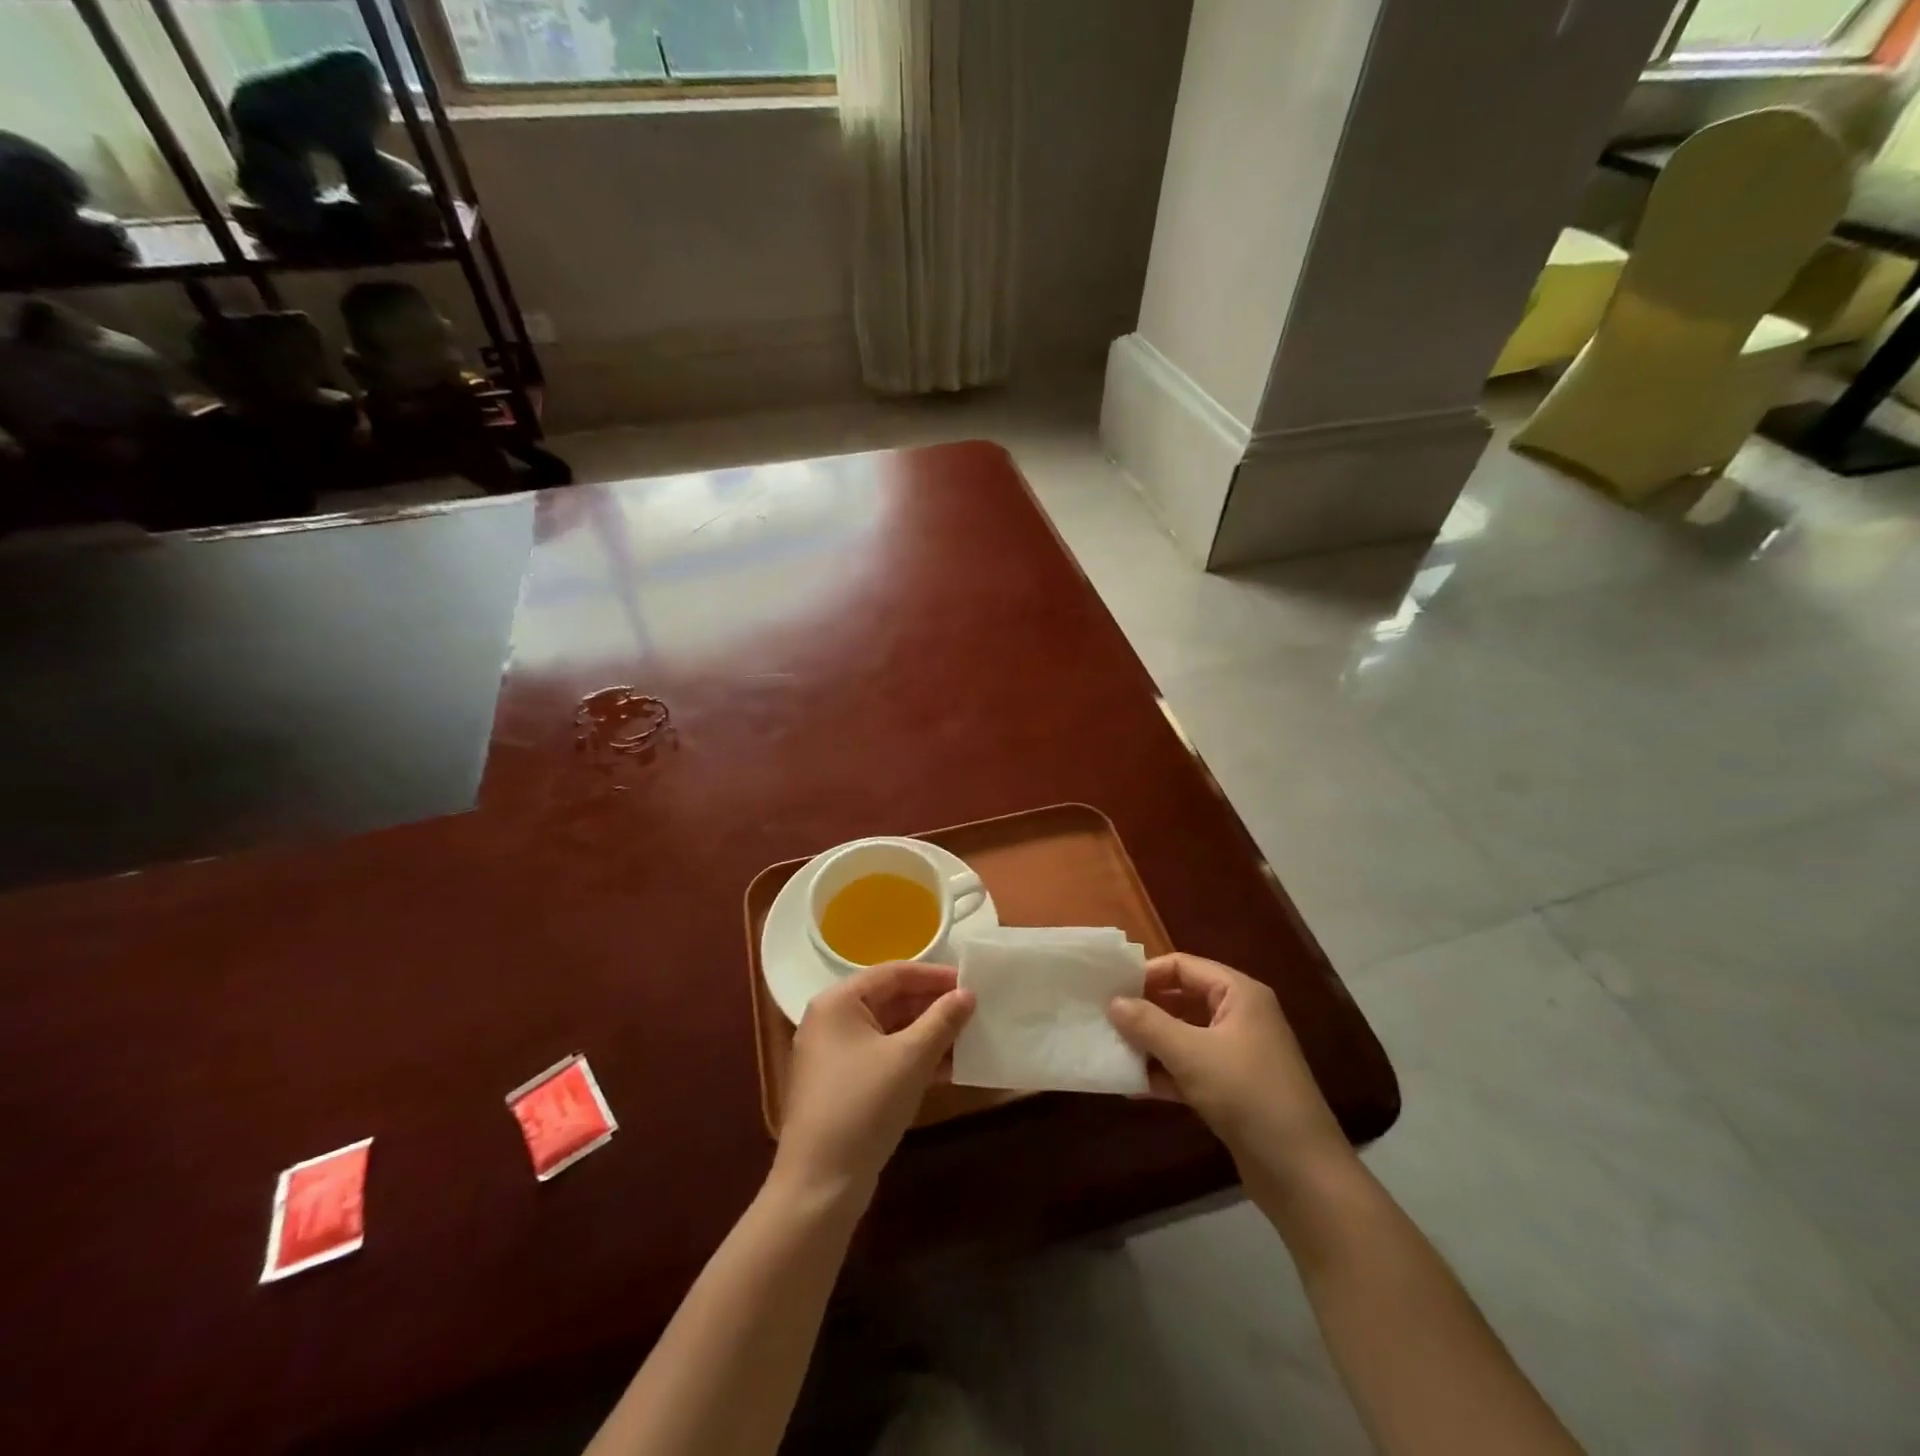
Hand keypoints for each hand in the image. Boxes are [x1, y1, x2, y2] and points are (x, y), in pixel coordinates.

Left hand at [772, 962, 974, 1205]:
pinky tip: (950, 1068)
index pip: (894, 973)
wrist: (820, 1185)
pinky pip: (885, 1057)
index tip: (971, 982)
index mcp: (839, 1002)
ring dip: (929, 1034)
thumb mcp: (910, 1058)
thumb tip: (968, 993)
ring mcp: (836, 1055)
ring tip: (970, 1037)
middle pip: (891, 1000)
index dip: (935, 976)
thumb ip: (942, 1021)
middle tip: (975, 1010)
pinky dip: (914, 1059)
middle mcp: (832, 1020)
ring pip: (891, 1031)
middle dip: (934, 1006)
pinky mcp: (844, 1085)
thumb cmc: (863, 1105)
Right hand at [1108, 953, 1347, 1179]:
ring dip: (1150, 1044)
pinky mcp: (1232, 1088)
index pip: (1183, 966)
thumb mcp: (1191, 1054)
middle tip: (1104, 1020)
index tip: (1109, 991)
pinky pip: (1190, 1068)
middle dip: (1144, 1010)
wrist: (1302, 1173)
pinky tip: (1132, 1087)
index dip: (1145, 974)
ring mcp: (1237, 1054)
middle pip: (1182, 999)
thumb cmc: (1247, 1095)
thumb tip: (1112, 1002)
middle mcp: (1239, 1016)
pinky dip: (1165, 1073)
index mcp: (1238, 994)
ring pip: (1183, 1036)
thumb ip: (1148, 1024)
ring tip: (1111, 1052)